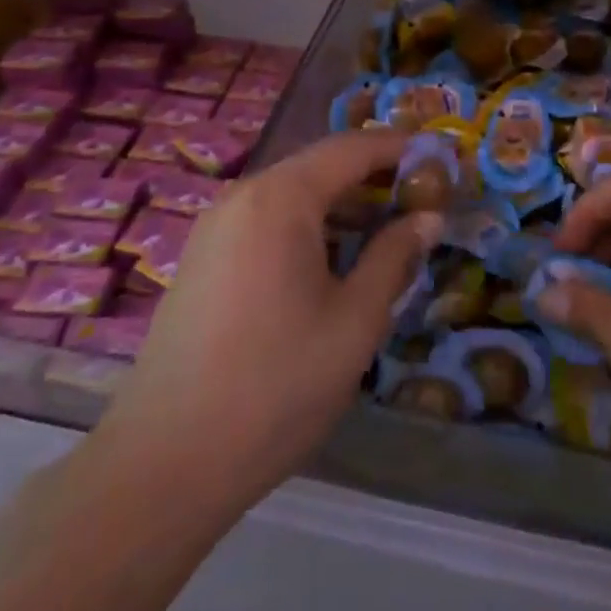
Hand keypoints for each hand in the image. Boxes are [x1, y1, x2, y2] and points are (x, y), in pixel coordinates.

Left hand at [93, 130, 439, 517]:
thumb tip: (428, 217)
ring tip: (389, 234)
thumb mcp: (356, 320)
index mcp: (281, 198)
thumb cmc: (277, 384)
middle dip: (375, 178)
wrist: (166, 462)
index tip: (444, 160)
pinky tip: (335, 264)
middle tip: (424, 202)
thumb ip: (395, 257)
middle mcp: (243, 197)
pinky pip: (268, 222)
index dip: (402, 148)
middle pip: (321, 167)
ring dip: (343, 206)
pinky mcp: (204, 260)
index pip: (353, 148)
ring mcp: (215, 228)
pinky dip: (310, 228)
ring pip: (294, 196)